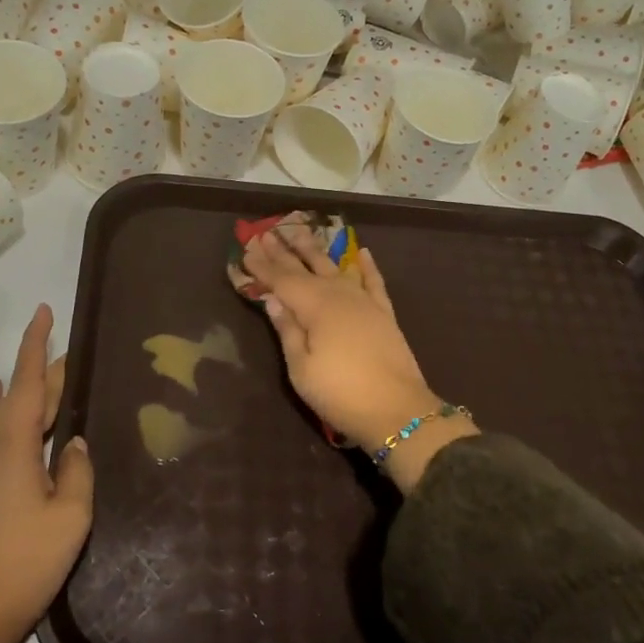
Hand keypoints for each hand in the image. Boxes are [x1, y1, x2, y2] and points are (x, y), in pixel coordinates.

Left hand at [0, 305, 93, 642]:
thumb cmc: (25, 562)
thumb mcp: (70, 517)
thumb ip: (77, 472)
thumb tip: (74, 443)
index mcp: (15, 444)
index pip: (30, 380)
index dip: (37, 344)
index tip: (44, 311)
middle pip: (18, 392)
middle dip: (43, 369)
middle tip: (70, 353)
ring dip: (22, 388)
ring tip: (41, 372)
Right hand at [246, 226, 475, 488]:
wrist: (398, 412)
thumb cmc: (340, 394)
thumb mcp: (302, 369)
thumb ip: (287, 330)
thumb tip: (272, 299)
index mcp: (314, 307)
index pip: (281, 280)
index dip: (262, 266)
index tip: (246, 249)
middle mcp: (339, 295)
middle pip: (306, 268)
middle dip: (284, 251)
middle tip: (266, 233)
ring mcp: (364, 302)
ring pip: (336, 267)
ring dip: (316, 250)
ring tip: (301, 230)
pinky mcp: (384, 313)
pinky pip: (373, 282)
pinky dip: (367, 266)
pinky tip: (362, 252)